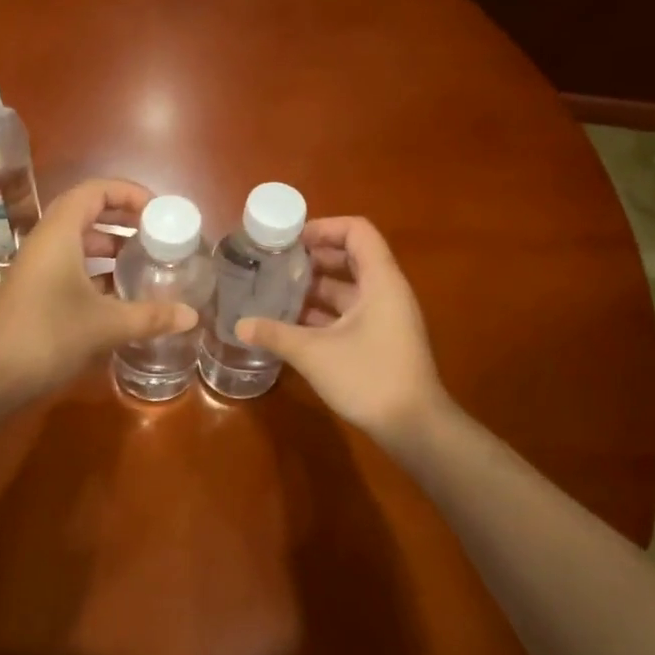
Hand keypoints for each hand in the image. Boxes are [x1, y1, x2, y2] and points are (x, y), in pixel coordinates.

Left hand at [0, 178, 198, 409]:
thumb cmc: (48, 337)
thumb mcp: (106, 325)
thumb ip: (150, 316)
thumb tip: (192, 315)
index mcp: (59, 234)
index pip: (94, 191)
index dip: (128, 193)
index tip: (158, 210)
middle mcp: (45, 242)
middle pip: (86, 212)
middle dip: (122, 218)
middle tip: (155, 233)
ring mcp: (36, 268)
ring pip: (77, 242)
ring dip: (109, 247)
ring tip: (143, 262)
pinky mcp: (34, 291)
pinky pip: (69, 266)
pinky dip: (96, 271)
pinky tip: (120, 295)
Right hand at [237, 217, 451, 449]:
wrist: (415, 427)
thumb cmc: (369, 377)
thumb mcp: (314, 353)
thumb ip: (275, 334)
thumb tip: (240, 325)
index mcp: (380, 281)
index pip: (357, 231)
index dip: (324, 227)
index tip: (290, 240)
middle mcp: (386, 292)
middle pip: (351, 257)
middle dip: (312, 258)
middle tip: (275, 264)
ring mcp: (386, 317)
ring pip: (348, 288)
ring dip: (314, 287)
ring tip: (276, 291)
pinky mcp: (381, 340)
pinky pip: (349, 313)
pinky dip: (323, 313)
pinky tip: (292, 324)